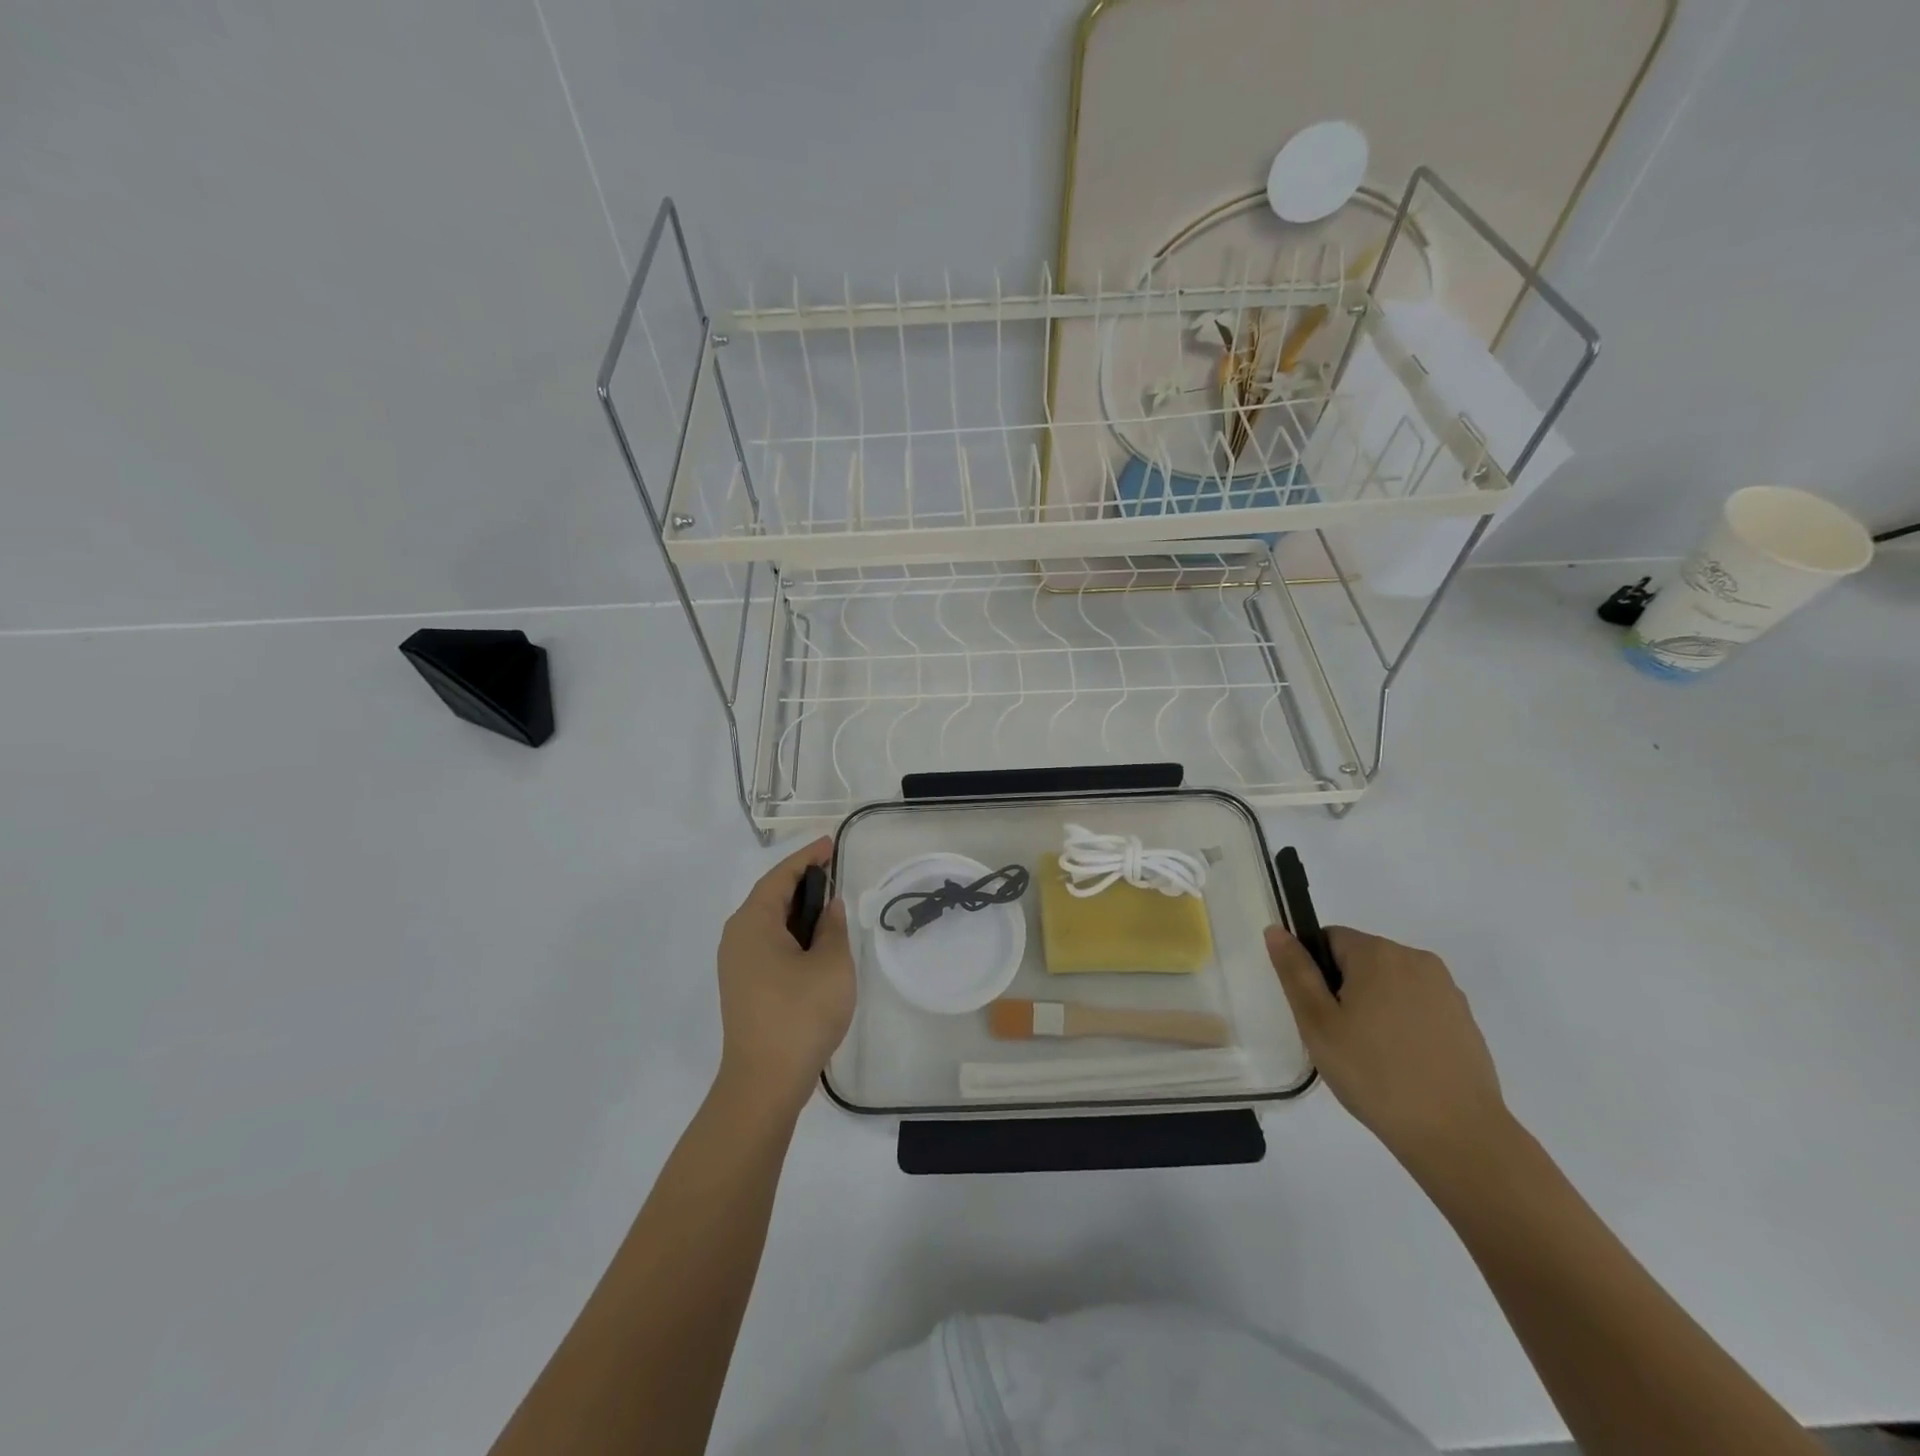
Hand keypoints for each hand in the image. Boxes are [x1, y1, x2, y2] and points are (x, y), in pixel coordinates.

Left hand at [715, 837, 855, 1115]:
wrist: (764, 1082)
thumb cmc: (800, 1014)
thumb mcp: (831, 964)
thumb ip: (832, 927)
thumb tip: (829, 907)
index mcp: (752, 923)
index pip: (780, 877)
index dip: (806, 858)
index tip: (829, 844)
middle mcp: (737, 937)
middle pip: (769, 896)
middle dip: (801, 881)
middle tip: (834, 871)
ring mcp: (736, 964)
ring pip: (768, 922)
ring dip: (796, 910)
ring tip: (829, 904)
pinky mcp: (743, 986)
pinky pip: (767, 943)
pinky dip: (790, 933)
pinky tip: (814, 943)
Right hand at [1266, 925, 1509, 1175]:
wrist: (1458, 1135)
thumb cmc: (1374, 1074)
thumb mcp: (1318, 1023)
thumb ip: (1295, 971)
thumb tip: (1276, 930)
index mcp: (1377, 953)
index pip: (1328, 939)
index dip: (1315, 973)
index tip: (1319, 1014)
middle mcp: (1416, 959)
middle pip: (1361, 959)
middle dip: (1344, 989)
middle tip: (1339, 1038)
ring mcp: (1446, 990)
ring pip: (1390, 984)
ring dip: (1374, 1006)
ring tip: (1371, 1055)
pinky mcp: (1465, 1020)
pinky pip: (1418, 1006)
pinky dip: (1403, 1024)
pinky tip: (1402, 1064)